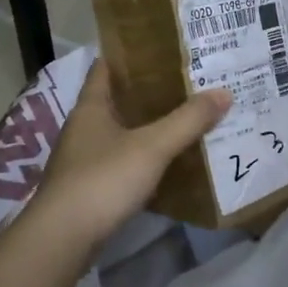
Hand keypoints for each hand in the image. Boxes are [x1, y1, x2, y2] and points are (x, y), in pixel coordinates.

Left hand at [32, 61, 230, 253]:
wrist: (63, 239)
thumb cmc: (103, 180)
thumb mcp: (152, 146)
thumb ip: (188, 120)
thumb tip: (224, 92)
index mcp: (91, 107)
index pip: (107, 67)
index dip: (132, 54)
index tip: (164, 47)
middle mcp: (84, 128)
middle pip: (118, 100)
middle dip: (151, 92)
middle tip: (190, 82)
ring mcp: (84, 159)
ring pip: (122, 133)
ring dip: (149, 126)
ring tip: (188, 118)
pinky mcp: (90, 188)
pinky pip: (123, 162)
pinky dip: (145, 158)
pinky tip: (170, 161)